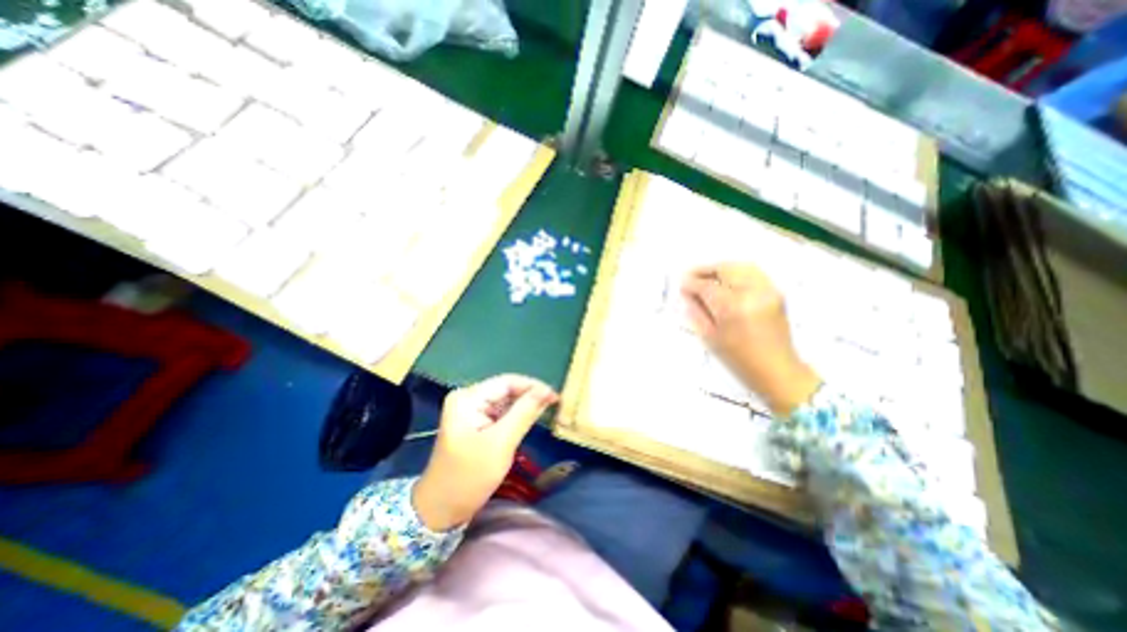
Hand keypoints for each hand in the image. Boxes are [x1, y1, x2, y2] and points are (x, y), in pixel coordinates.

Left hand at [414, 372, 555, 529]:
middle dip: (530, 395)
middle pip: (506, 389)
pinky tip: (530, 418)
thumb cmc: (469, 477)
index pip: (507, 382)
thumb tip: (547, 391)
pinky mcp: (475, 422)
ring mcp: (470, 410)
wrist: (441, 511)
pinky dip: (516, 415)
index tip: (555, 396)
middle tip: (555, 403)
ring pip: (505, 400)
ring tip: (548, 409)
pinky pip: (501, 412)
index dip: (533, 386)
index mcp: (468, 398)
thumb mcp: (501, 444)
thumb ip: (524, 413)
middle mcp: (468, 398)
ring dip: (525, 405)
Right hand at [678, 264, 819, 415]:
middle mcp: (751, 294)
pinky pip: (753, 272)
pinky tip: (726, 280)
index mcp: (732, 308)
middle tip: (691, 275)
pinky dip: (737, 271)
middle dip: (704, 270)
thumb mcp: (710, 338)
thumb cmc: (740, 361)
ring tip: (707, 275)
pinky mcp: (776, 292)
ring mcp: (767, 291)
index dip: (691, 283)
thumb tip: (686, 294)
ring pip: (740, 266)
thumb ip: (695, 312)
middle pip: (724, 269)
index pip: (706, 286)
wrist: (777, 370)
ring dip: (720, 268)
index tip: (681, 283)